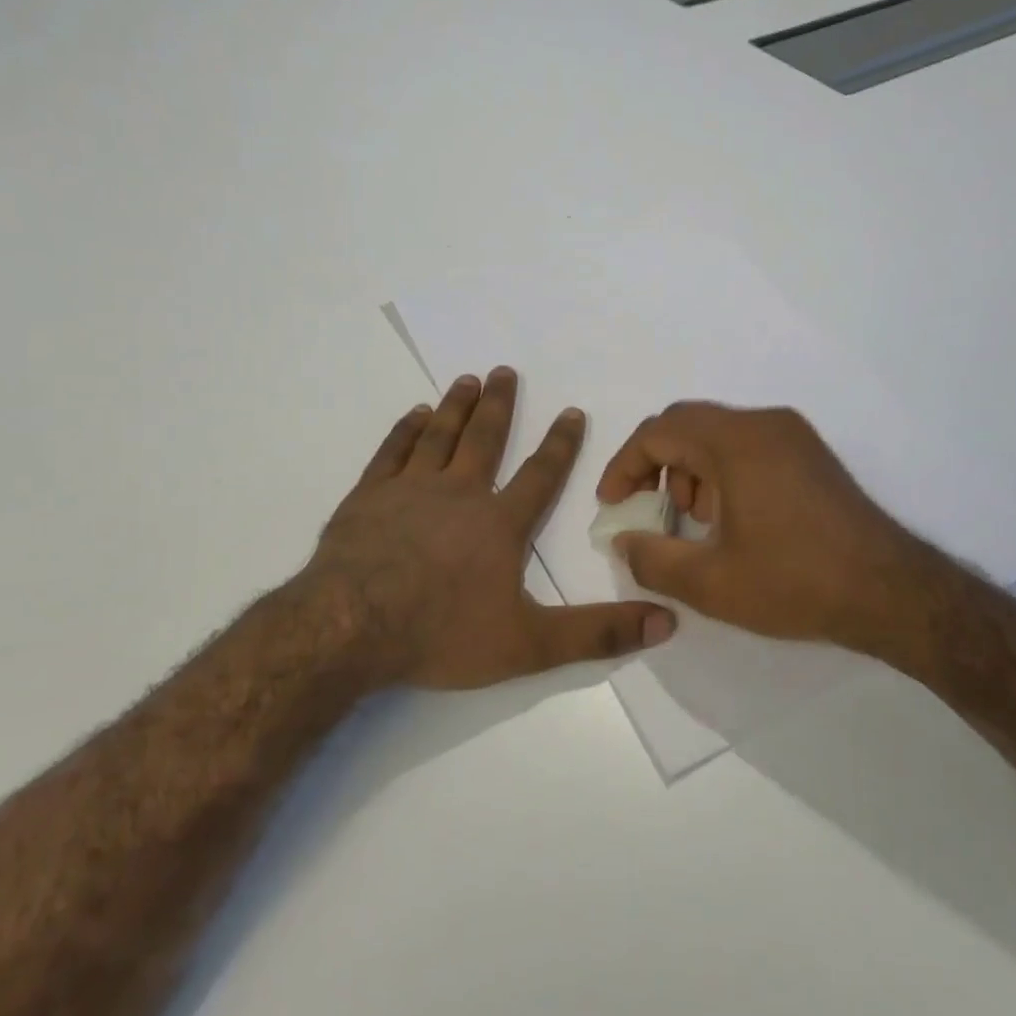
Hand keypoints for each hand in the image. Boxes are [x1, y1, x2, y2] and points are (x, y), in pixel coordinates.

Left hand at [306, 368, 675, 689]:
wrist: (350, 627)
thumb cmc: (441, 633)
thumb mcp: (528, 645)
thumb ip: (596, 633)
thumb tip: (665, 622)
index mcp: (499, 524)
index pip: (540, 475)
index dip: (561, 444)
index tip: (572, 411)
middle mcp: (458, 494)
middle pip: (484, 439)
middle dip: (499, 405)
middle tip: (505, 370)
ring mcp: (409, 490)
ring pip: (439, 435)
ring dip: (456, 406)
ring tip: (467, 379)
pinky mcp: (368, 496)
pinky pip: (392, 451)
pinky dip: (406, 429)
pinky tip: (415, 414)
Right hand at [596, 402, 922, 654]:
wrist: (891, 592)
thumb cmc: (795, 582)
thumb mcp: (710, 583)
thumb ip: (652, 559)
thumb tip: (623, 542)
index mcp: (735, 442)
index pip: (658, 432)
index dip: (624, 466)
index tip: (612, 505)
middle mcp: (764, 424)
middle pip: (686, 424)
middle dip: (654, 465)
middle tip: (644, 508)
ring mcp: (793, 436)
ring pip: (717, 435)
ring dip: (688, 469)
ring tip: (691, 521)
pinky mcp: (810, 455)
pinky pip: (747, 446)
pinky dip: (720, 472)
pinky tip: (728, 519)